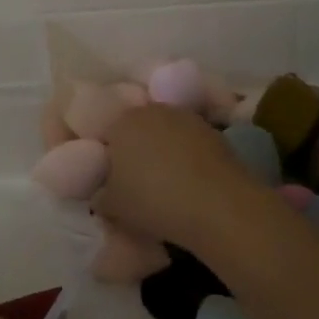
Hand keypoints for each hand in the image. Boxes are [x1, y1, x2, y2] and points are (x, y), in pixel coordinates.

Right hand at [97, 103, 260, 248]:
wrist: (216, 205)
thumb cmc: (153, 201)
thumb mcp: (112, 207)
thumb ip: (101, 195)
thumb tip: (103, 193)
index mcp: (122, 122)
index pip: (107, 134)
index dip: (109, 158)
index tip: (113, 181)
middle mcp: (153, 111)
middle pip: (139, 129)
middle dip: (136, 150)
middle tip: (138, 181)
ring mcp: (187, 118)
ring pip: (167, 134)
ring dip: (165, 152)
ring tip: (167, 183)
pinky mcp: (214, 132)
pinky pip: (191, 145)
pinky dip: (188, 159)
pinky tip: (191, 183)